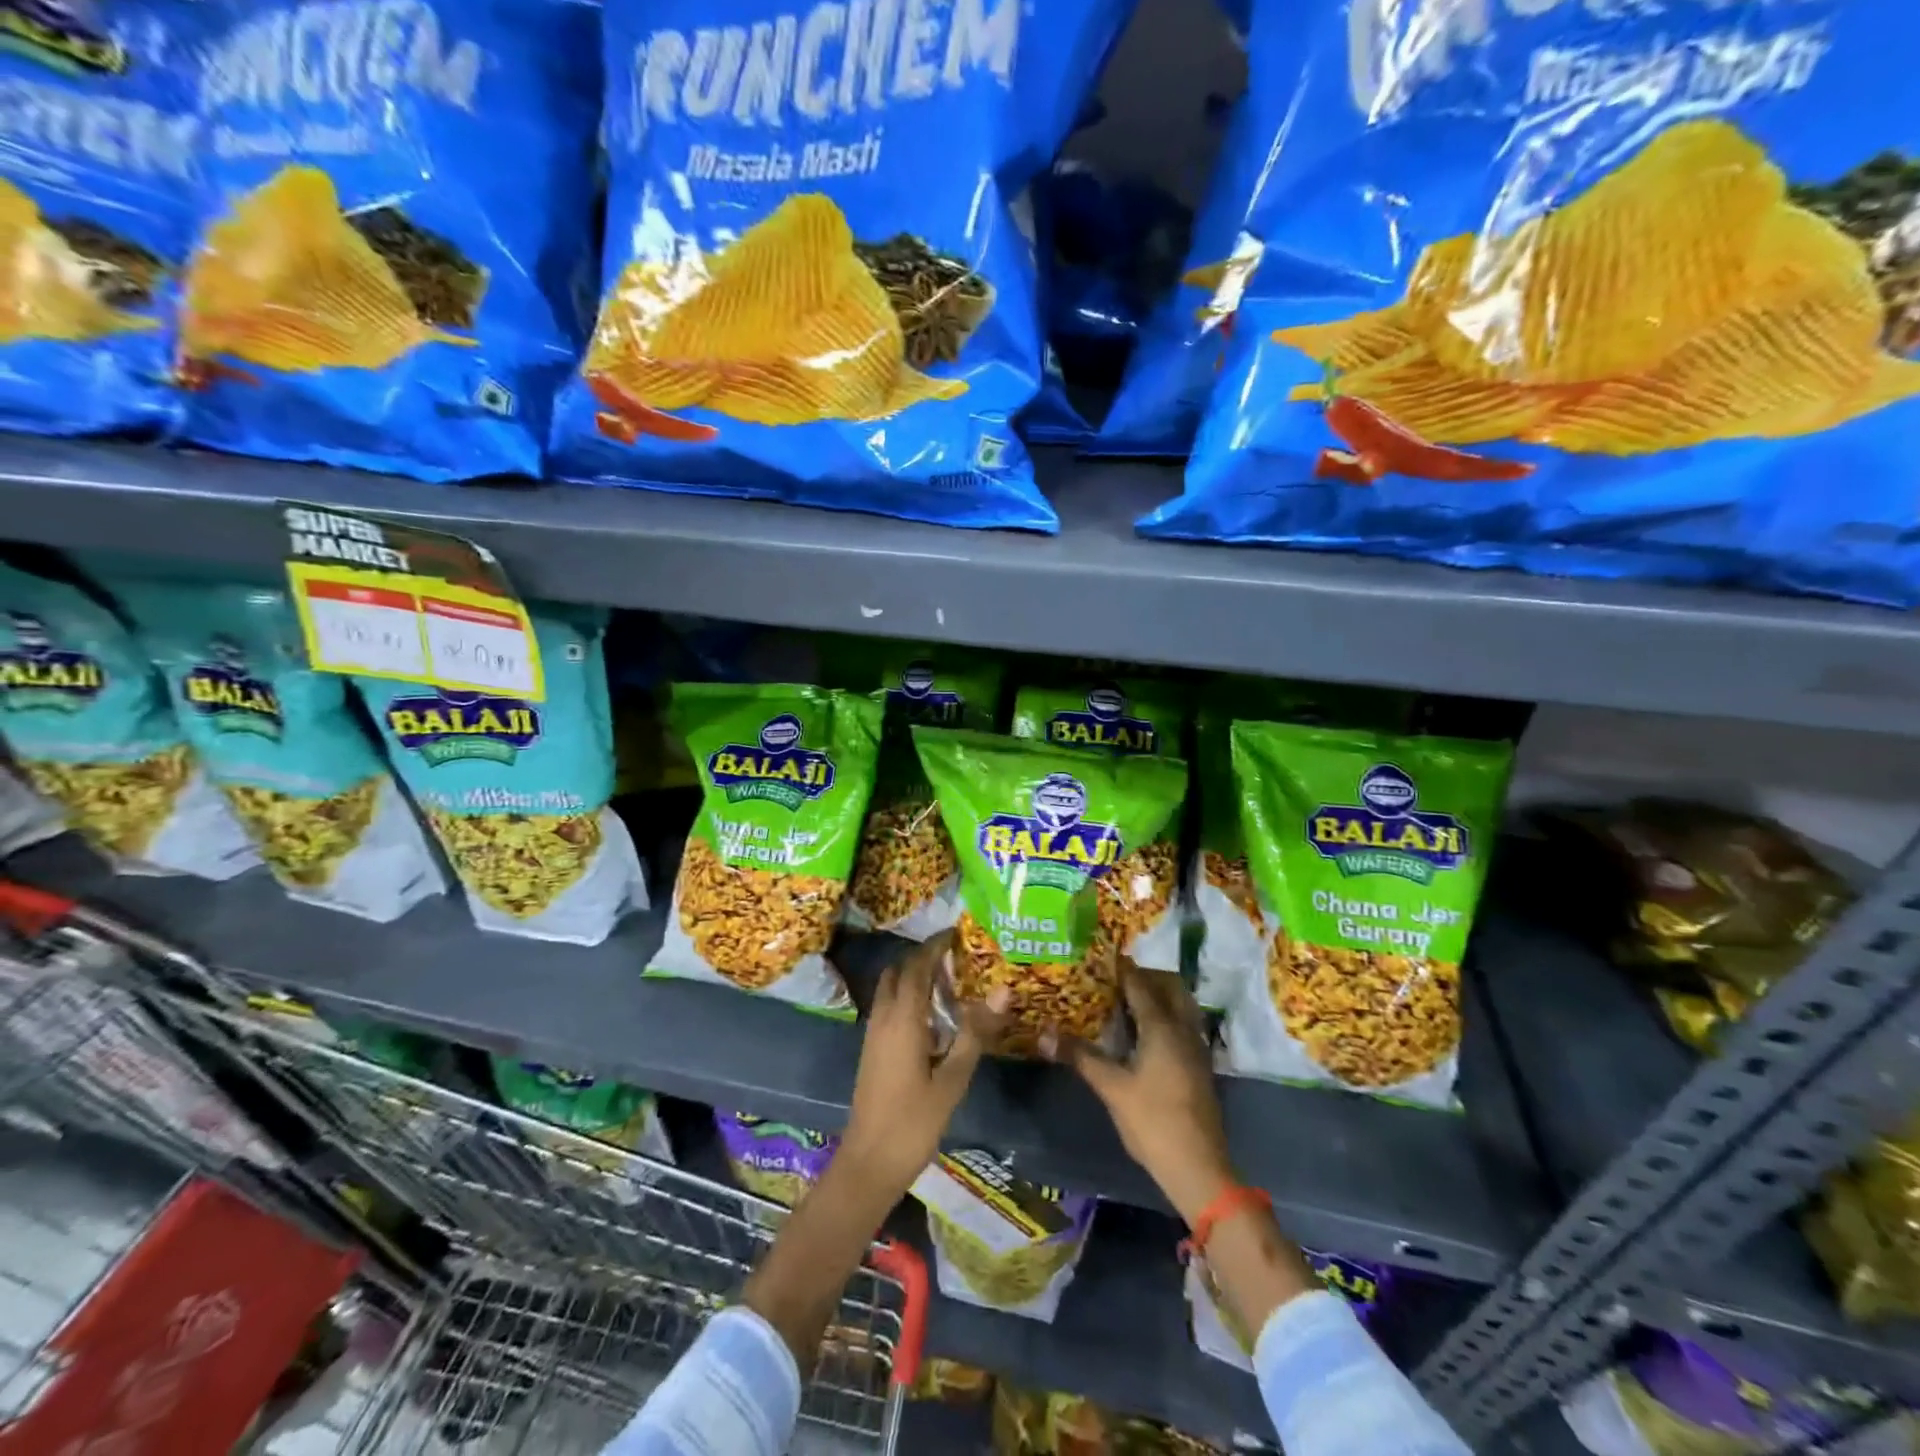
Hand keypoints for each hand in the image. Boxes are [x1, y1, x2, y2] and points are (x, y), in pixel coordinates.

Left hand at [839, 932, 1006, 1200]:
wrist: (868, 1164)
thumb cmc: (913, 1123)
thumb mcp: (952, 1079)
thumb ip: (974, 1033)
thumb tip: (1002, 991)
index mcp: (903, 1018)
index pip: (918, 966)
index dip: (936, 945)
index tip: (958, 933)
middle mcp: (884, 1017)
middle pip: (900, 971)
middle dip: (925, 957)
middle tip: (957, 957)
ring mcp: (874, 1033)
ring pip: (891, 988)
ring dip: (914, 976)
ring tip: (950, 982)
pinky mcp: (872, 1049)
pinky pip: (889, 1006)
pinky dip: (908, 996)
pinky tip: (933, 1016)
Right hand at [1047, 961, 1235, 1224]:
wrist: (1199, 1167)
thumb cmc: (1153, 1122)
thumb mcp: (1111, 1088)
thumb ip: (1080, 1056)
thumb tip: (1044, 1034)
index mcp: (1162, 1026)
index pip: (1140, 984)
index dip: (1121, 967)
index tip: (1100, 956)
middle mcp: (1183, 1028)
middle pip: (1169, 985)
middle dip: (1145, 975)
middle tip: (1115, 979)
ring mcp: (1196, 1046)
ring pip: (1181, 1003)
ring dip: (1159, 993)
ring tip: (1127, 1001)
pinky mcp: (1199, 1064)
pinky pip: (1184, 1022)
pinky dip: (1166, 1013)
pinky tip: (1144, 1032)